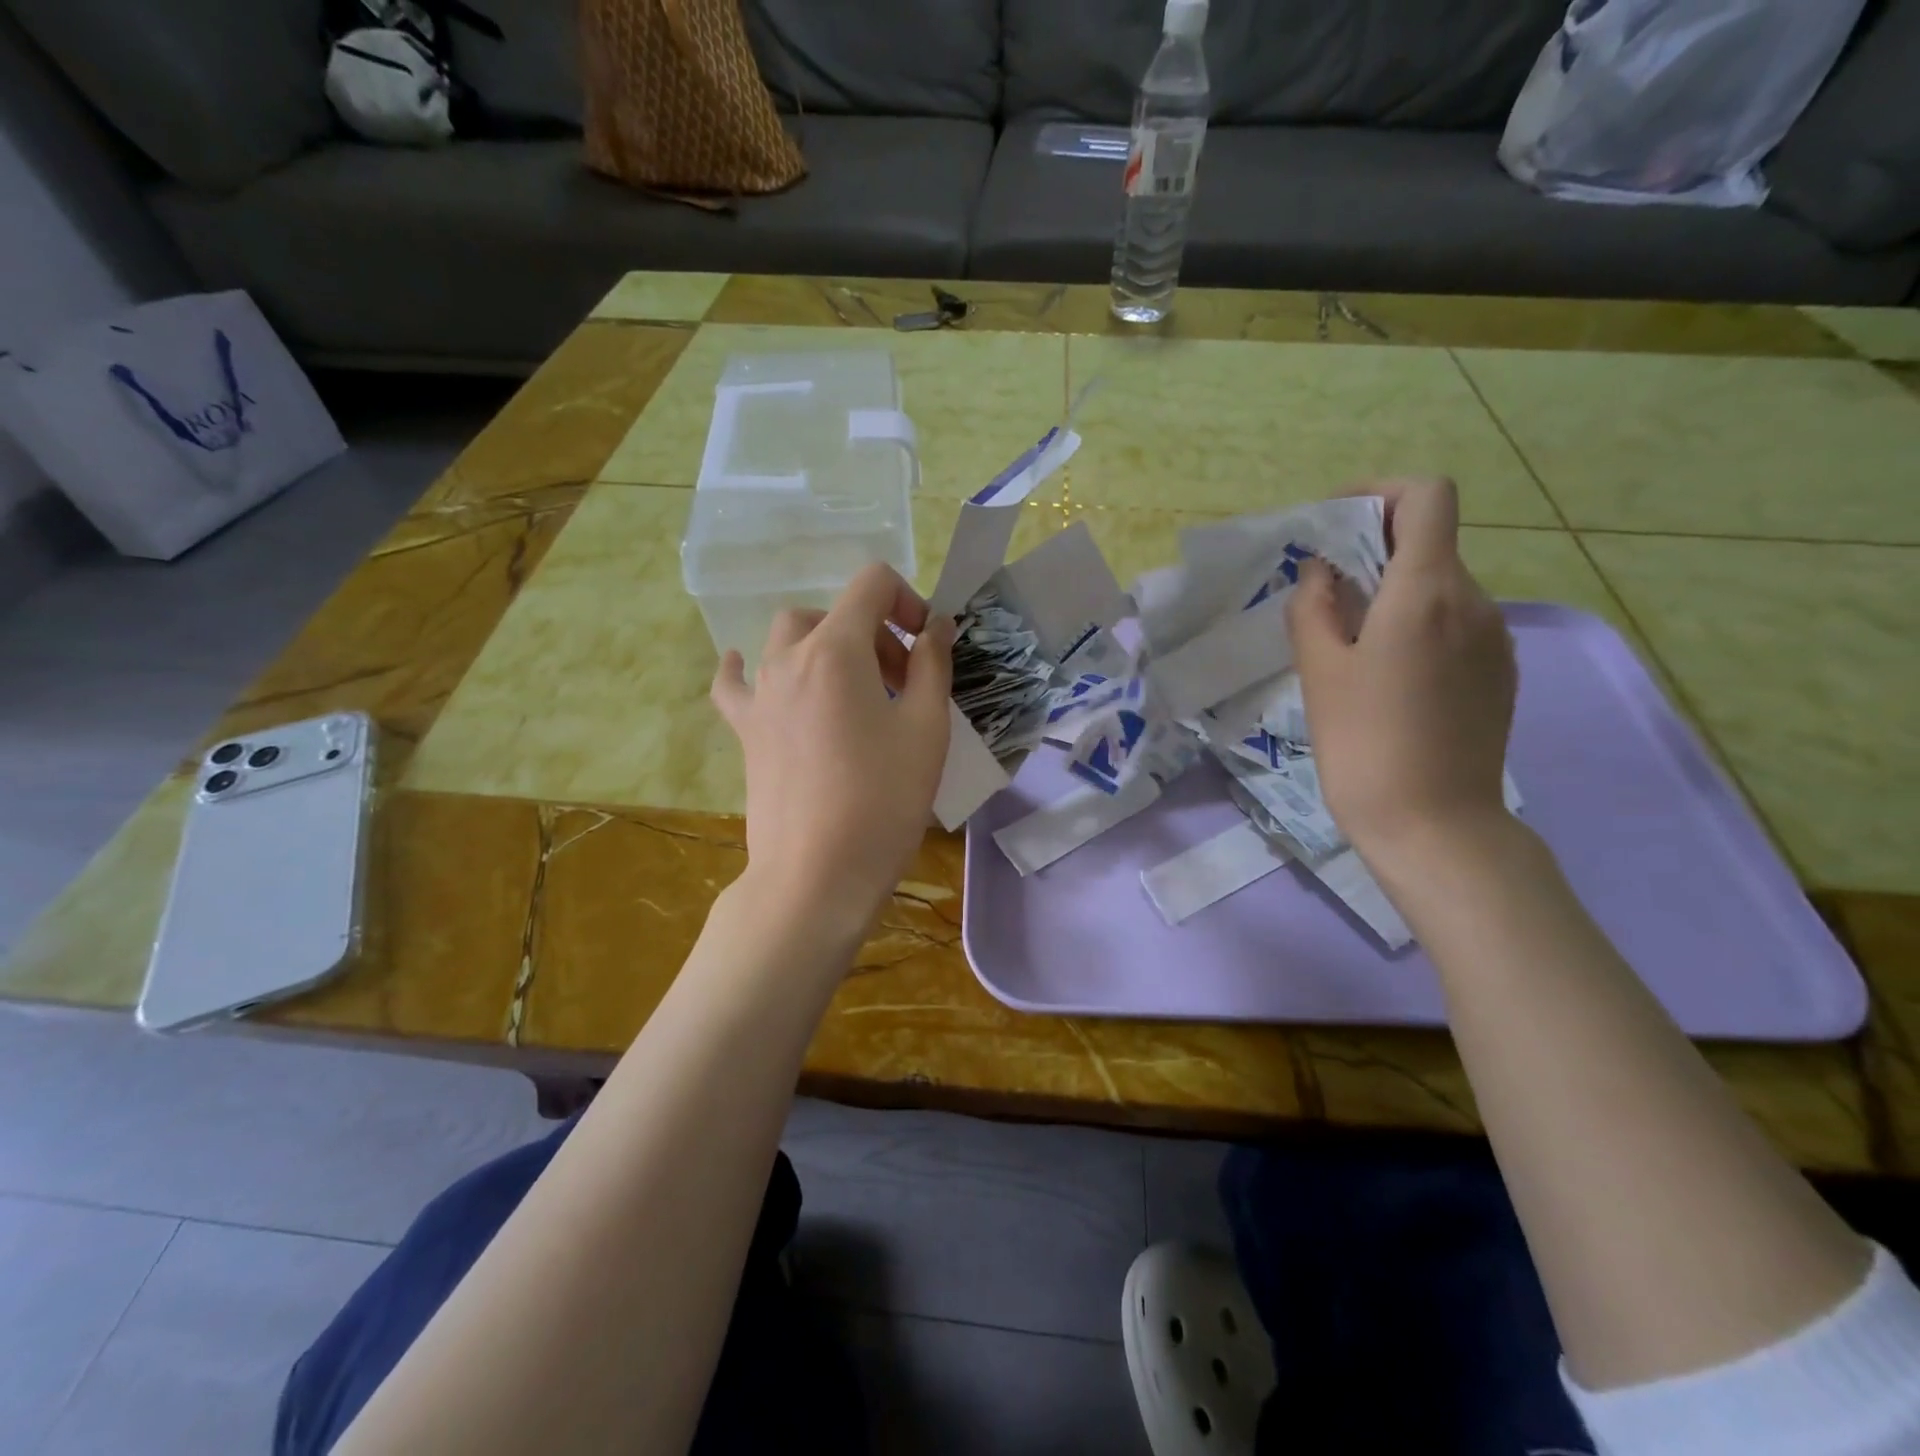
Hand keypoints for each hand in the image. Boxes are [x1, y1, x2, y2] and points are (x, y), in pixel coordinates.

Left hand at [712, 563, 954, 934]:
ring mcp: (761, 694)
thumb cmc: (883, 799)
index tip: (926, 646)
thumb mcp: (927, 727)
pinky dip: (746, 667)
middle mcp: (789, 658)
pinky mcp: (745, 730)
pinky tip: (749, 667)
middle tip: (902, 682)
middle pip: (834, 613)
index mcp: (836, 649)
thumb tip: (935, 626)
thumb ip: (932, 664)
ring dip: (828, 646)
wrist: (818, 874)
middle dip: (875, 632)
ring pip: (790, 638)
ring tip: (853, 689)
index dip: (908, 600)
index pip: (871, 584)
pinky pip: (736, 683)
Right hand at [1287, 478, 1517, 864]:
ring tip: (1348, 643)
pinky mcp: (1500, 673)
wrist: (1435, 825)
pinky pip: (1456, 624)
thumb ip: (1314, 608)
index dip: (1380, 493)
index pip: (1427, 497)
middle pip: (1431, 542)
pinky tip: (1387, 676)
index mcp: (1428, 593)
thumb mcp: (1320, 672)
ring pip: (1441, 586)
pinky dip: (1417, 624)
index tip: (1336, 524)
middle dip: (1374, 550)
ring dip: (1394, 592)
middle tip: (1323, 594)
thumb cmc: (1364, 745)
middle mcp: (1476, 602)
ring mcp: (1495, 639)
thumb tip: (1321, 572)